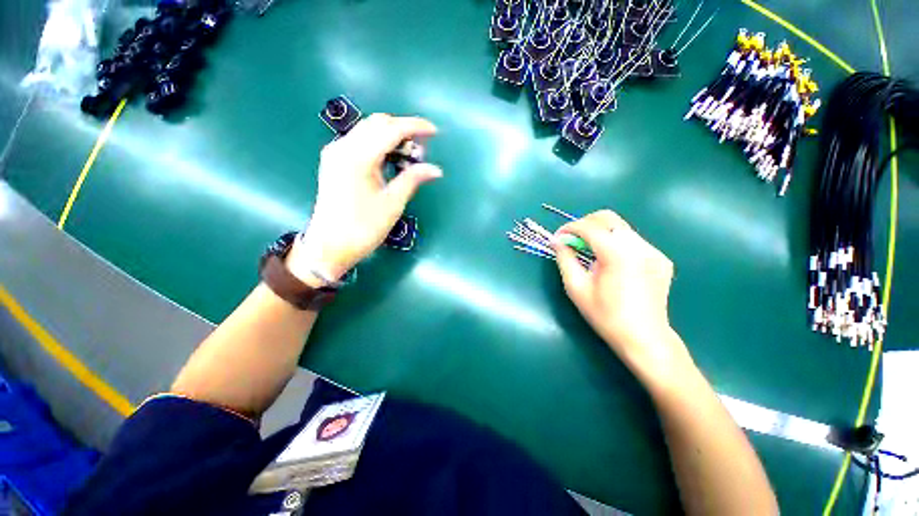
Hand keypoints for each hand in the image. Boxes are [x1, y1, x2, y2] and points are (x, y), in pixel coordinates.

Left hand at [288, 114, 442, 283]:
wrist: (329, 246)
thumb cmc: (363, 228)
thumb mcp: (392, 204)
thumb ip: (412, 179)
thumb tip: (435, 169)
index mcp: (358, 157)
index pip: (391, 129)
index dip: (415, 127)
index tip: (434, 131)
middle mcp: (343, 147)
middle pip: (377, 123)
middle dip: (403, 130)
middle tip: (422, 149)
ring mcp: (335, 153)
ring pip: (368, 130)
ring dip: (391, 136)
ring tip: (409, 156)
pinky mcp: (334, 161)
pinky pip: (359, 142)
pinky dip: (378, 144)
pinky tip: (390, 159)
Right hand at [552, 210, 691, 385]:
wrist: (645, 339)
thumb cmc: (605, 316)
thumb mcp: (576, 288)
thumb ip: (565, 259)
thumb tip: (556, 241)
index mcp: (617, 254)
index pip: (589, 226)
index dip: (569, 228)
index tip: (558, 237)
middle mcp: (638, 246)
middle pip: (608, 217)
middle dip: (585, 223)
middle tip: (572, 240)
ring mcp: (653, 251)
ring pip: (620, 228)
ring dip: (600, 233)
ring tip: (590, 252)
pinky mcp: (660, 259)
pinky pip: (633, 241)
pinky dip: (615, 243)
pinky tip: (611, 263)